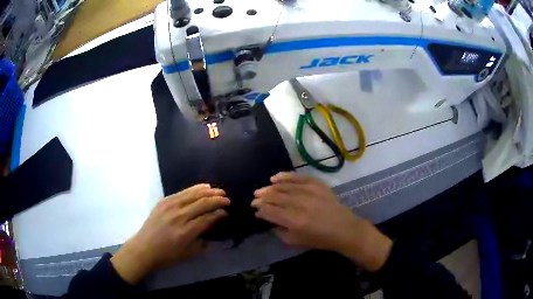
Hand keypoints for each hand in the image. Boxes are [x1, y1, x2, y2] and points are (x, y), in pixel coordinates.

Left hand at [111, 184, 229, 283]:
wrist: (144, 247)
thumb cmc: (167, 255)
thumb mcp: (188, 254)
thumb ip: (203, 241)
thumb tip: (213, 227)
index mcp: (185, 232)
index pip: (207, 218)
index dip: (219, 214)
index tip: (227, 213)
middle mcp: (179, 216)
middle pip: (202, 204)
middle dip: (217, 200)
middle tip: (227, 199)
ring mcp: (170, 207)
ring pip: (193, 194)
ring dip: (208, 192)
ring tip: (219, 191)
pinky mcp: (164, 201)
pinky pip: (182, 192)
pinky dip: (195, 188)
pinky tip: (204, 187)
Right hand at [251, 172, 392, 271]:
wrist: (343, 229)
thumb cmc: (320, 239)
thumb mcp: (296, 241)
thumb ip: (279, 230)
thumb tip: (269, 219)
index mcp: (293, 220)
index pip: (269, 211)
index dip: (259, 210)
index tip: (255, 210)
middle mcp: (299, 203)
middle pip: (273, 197)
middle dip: (261, 198)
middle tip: (254, 200)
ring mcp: (308, 191)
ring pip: (282, 186)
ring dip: (269, 188)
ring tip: (260, 191)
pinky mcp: (316, 184)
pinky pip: (296, 177)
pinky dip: (284, 176)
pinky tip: (274, 178)